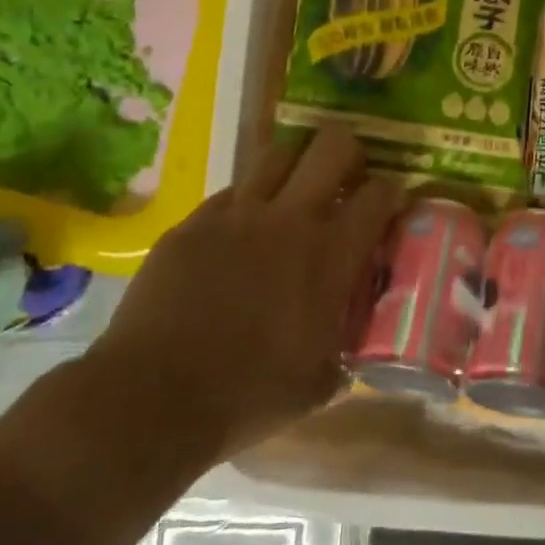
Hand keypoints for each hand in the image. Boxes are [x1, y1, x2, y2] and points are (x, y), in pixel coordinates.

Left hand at [82, 125, 401, 465]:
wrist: (154, 398)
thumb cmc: (247, 396)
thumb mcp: (318, 382)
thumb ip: (343, 345)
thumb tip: (350, 339)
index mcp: (330, 256)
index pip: (378, 194)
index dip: (391, 191)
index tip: (389, 202)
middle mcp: (288, 220)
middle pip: (330, 146)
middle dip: (347, 151)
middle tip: (345, 176)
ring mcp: (236, 215)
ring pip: (276, 155)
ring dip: (295, 167)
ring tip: (293, 193)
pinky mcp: (192, 223)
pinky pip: (230, 193)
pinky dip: (246, 202)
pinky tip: (240, 231)